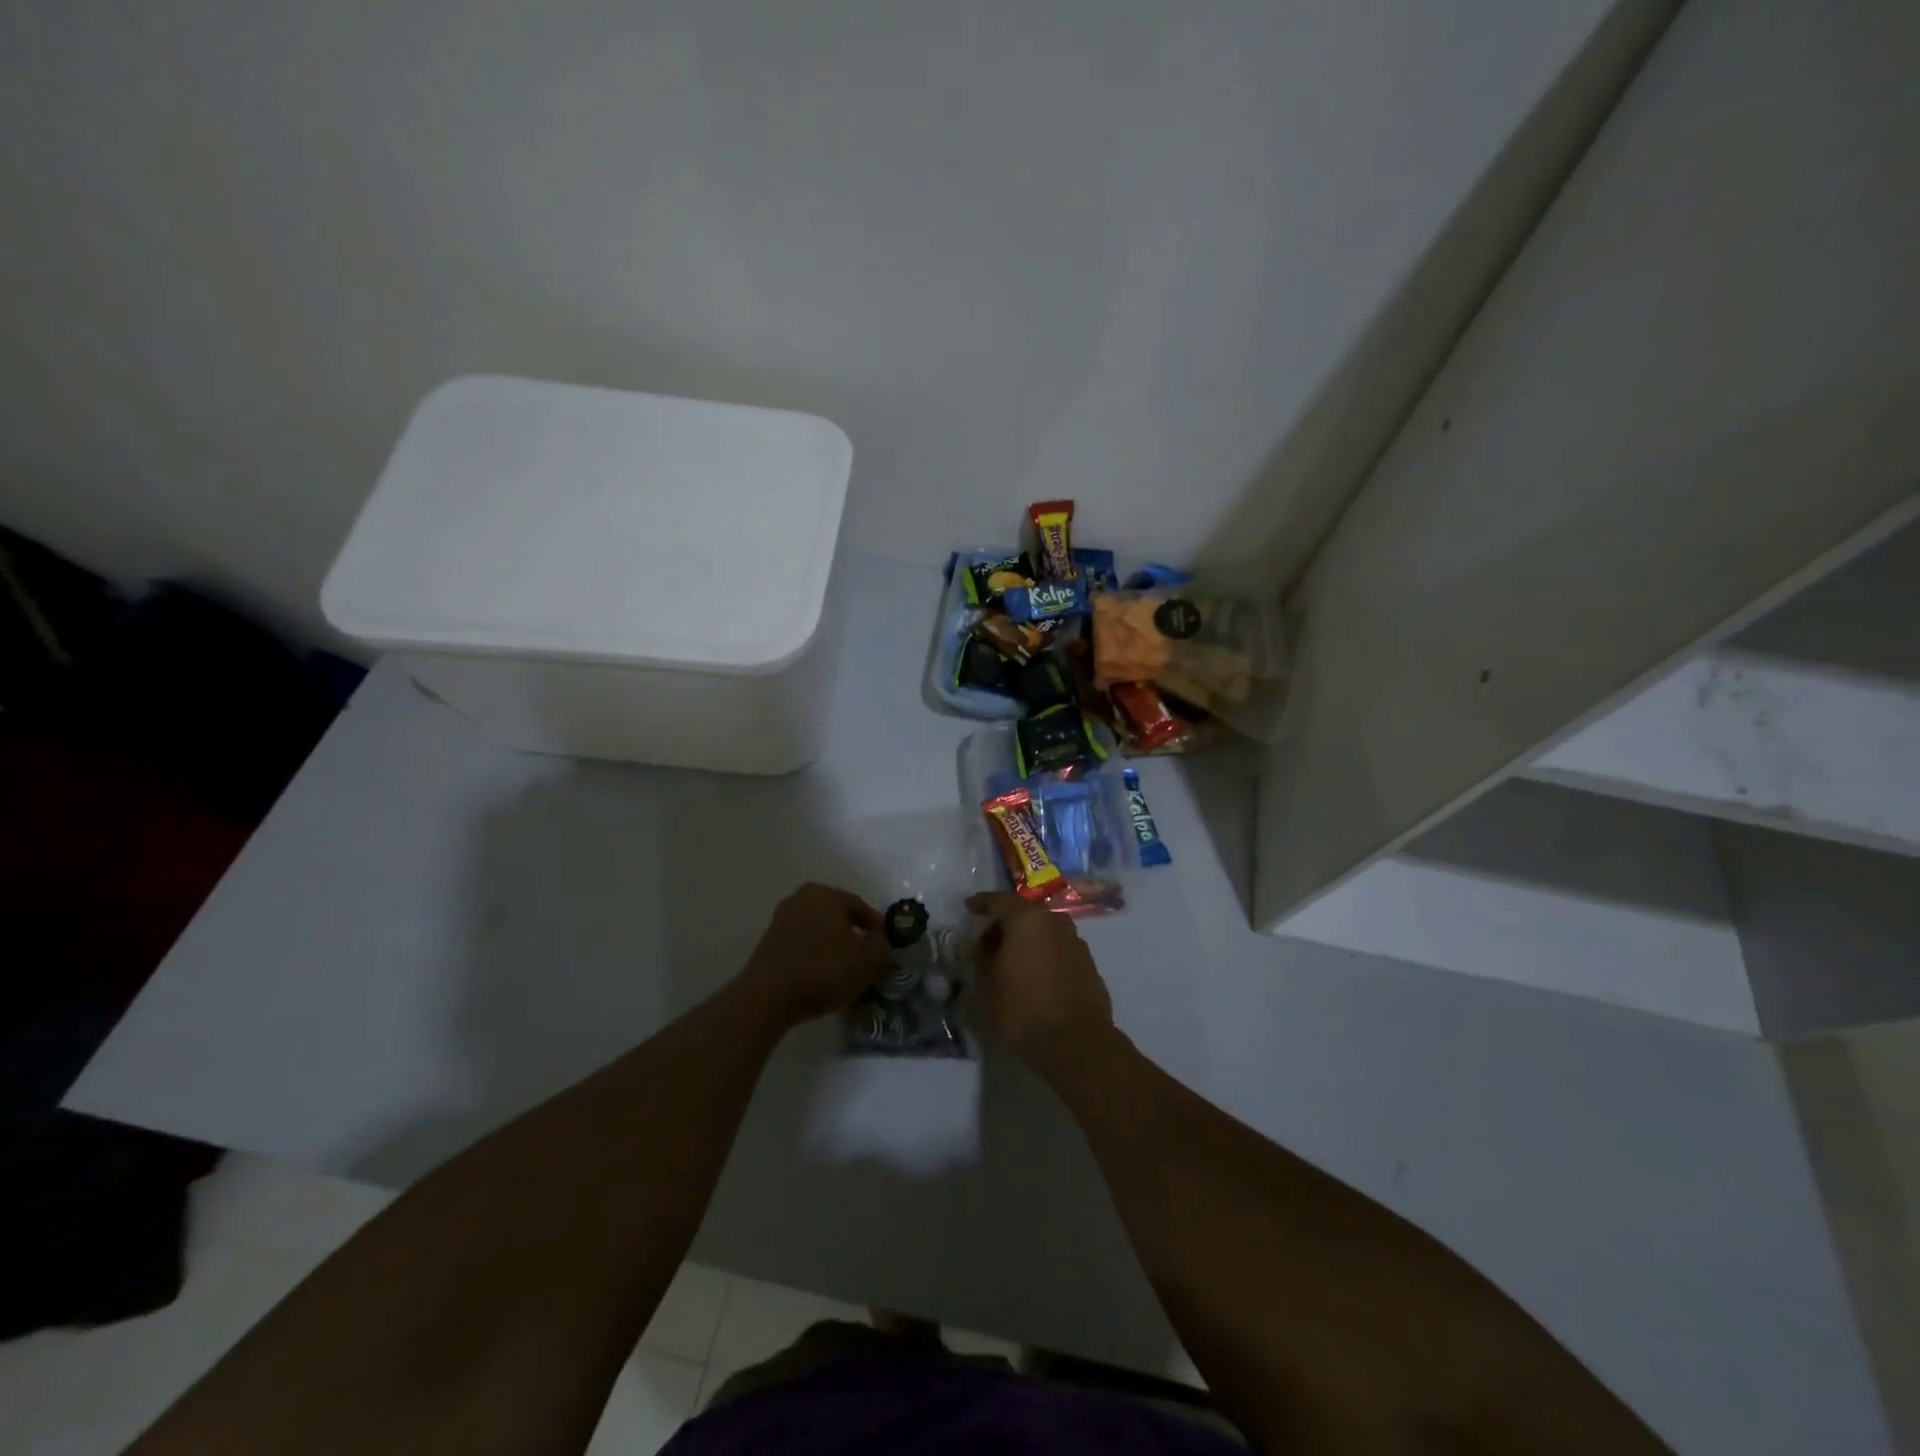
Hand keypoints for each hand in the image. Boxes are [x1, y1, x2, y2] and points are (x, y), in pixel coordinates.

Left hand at [740, 883, 890, 1025]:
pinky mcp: (768, 942)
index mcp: (826, 894)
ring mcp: (781, 919)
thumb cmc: (823, 970)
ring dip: (833, 946)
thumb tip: (882, 943)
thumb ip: (882, 947)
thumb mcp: (867, 961)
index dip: (876, 928)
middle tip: (867, 957)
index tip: (885, 947)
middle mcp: (801, 898)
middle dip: (853, 935)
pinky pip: (801, 944)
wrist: (768, 997)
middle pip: (837, 916)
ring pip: (818, 930)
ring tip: (845, 970)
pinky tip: (821, 975)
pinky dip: (814, 955)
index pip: (860, 907)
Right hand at [965, 892, 1113, 1065]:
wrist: (1076, 1041)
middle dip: (1005, 926)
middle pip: (1025, 915)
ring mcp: (1076, 942)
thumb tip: (983, 946)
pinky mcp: (1089, 964)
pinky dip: (1044, 957)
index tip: (969, 908)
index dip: (982, 903)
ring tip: (1011, 964)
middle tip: (988, 944)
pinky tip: (1034, 978)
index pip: (1000, 901)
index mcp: (1027, 918)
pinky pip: (1058, 951)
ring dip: (1027, 942)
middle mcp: (1055, 921)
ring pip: (1044, 933)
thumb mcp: (987, 984)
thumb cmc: (1022, 1007)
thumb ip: (981, 958)